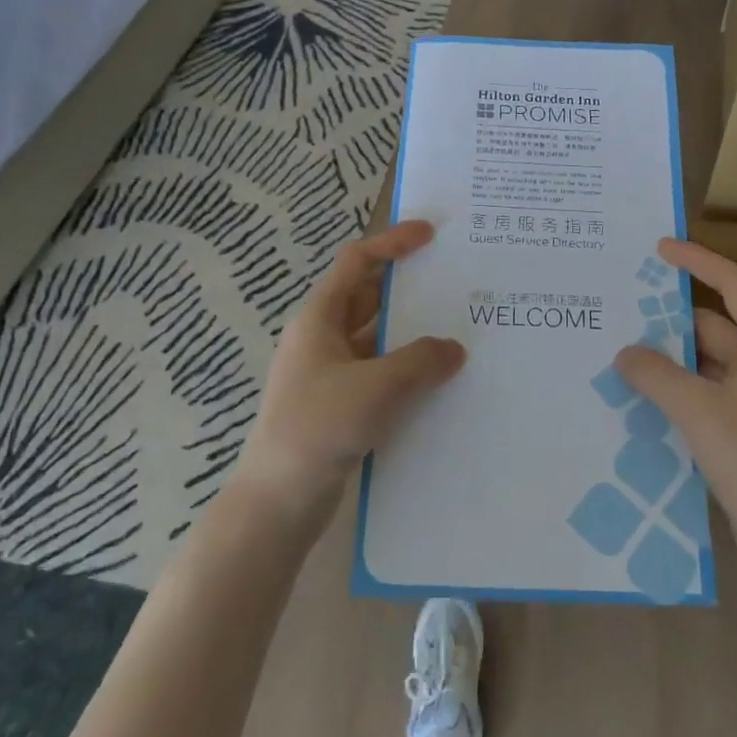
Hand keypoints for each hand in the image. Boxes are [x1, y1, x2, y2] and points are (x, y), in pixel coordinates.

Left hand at [233, 221, 465, 527]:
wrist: (277, 502)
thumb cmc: (319, 428)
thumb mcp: (376, 387)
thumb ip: (420, 361)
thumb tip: (454, 349)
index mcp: (319, 319)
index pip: (356, 262)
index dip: (392, 242)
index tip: (430, 234)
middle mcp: (323, 338)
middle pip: (369, 297)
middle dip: (409, 287)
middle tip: (456, 284)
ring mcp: (330, 373)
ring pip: (377, 338)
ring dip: (411, 333)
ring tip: (459, 331)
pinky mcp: (339, 404)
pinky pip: (379, 372)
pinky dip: (406, 369)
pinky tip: (439, 382)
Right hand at [614, 239, 736, 578]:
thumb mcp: (699, 411)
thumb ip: (657, 375)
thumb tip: (624, 352)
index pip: (734, 285)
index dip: (698, 261)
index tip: (660, 249)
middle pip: (714, 325)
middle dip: (670, 320)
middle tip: (621, 311)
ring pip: (705, 362)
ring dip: (669, 358)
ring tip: (620, 352)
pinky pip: (703, 392)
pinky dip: (676, 388)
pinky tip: (640, 395)